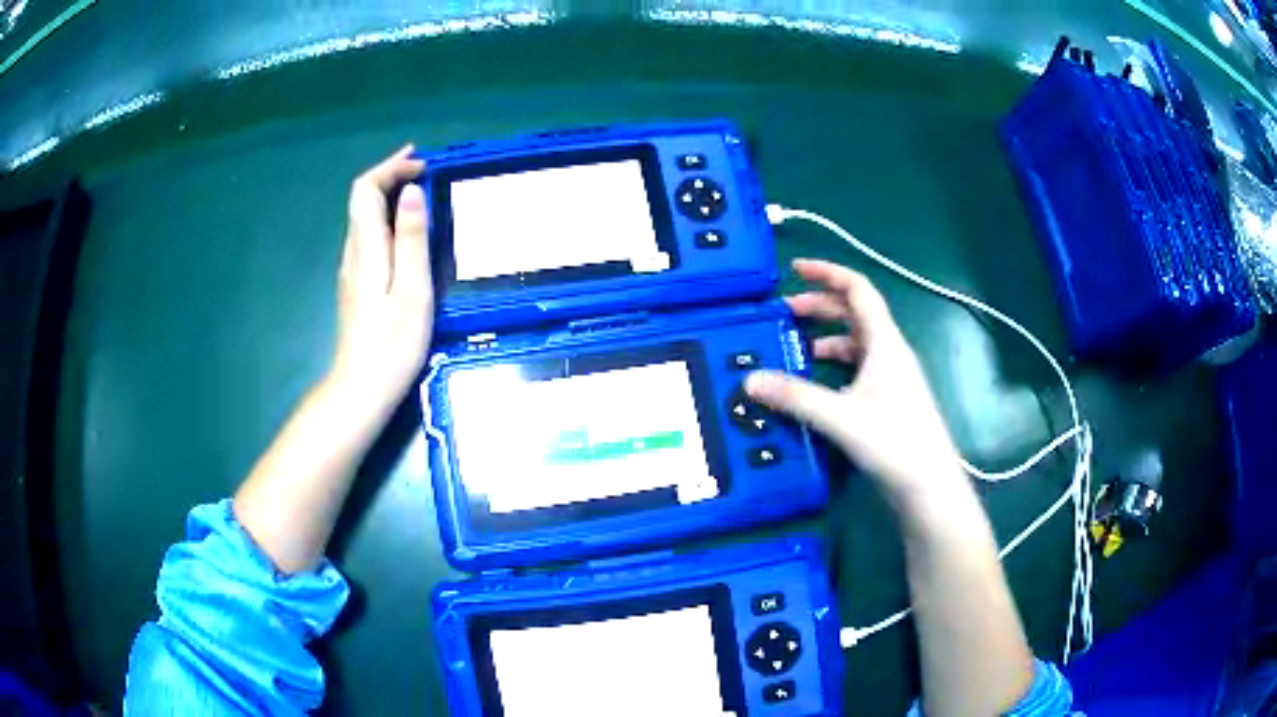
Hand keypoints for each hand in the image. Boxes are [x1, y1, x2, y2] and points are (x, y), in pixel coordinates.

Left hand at [329, 146, 431, 414]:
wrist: (361, 388)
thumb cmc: (392, 344)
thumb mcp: (412, 290)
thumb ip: (412, 239)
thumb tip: (412, 192)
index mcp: (367, 248)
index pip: (366, 189)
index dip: (390, 168)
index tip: (422, 163)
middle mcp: (353, 251)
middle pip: (363, 199)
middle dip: (391, 176)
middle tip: (427, 170)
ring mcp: (352, 269)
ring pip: (365, 217)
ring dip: (390, 196)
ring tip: (423, 193)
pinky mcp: (357, 284)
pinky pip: (370, 236)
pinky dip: (389, 220)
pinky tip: (409, 231)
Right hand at [746, 259, 965, 507]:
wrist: (929, 486)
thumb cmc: (893, 441)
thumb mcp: (839, 416)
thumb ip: (794, 396)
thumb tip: (750, 379)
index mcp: (884, 342)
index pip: (857, 290)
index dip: (828, 273)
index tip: (795, 269)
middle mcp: (889, 353)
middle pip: (853, 314)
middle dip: (819, 307)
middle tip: (783, 312)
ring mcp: (890, 378)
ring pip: (855, 344)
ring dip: (825, 338)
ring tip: (793, 348)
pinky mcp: (887, 402)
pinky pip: (856, 370)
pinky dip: (833, 368)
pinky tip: (814, 385)